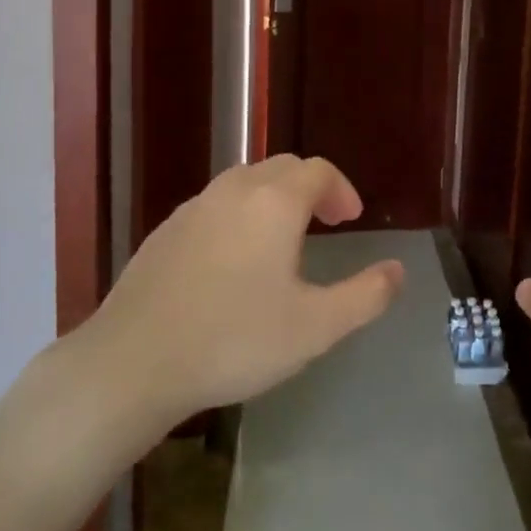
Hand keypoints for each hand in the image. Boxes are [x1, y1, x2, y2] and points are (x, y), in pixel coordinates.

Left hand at [76, 156, 403, 436]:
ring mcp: (194, 208)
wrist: (133, 362)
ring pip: (245, 183)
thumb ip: (365, 296)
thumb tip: (398, 271)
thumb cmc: (234, 340)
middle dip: (311, 188)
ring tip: (282, 240)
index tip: (351, 220)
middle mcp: (235, 190)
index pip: (319, 171)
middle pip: (282, 168)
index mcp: (275, 202)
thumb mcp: (315, 327)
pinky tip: (232, 261)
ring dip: (273, 199)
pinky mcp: (165, 231)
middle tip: (325, 223)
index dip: (341, 190)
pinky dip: (238, 216)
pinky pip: (214, 206)